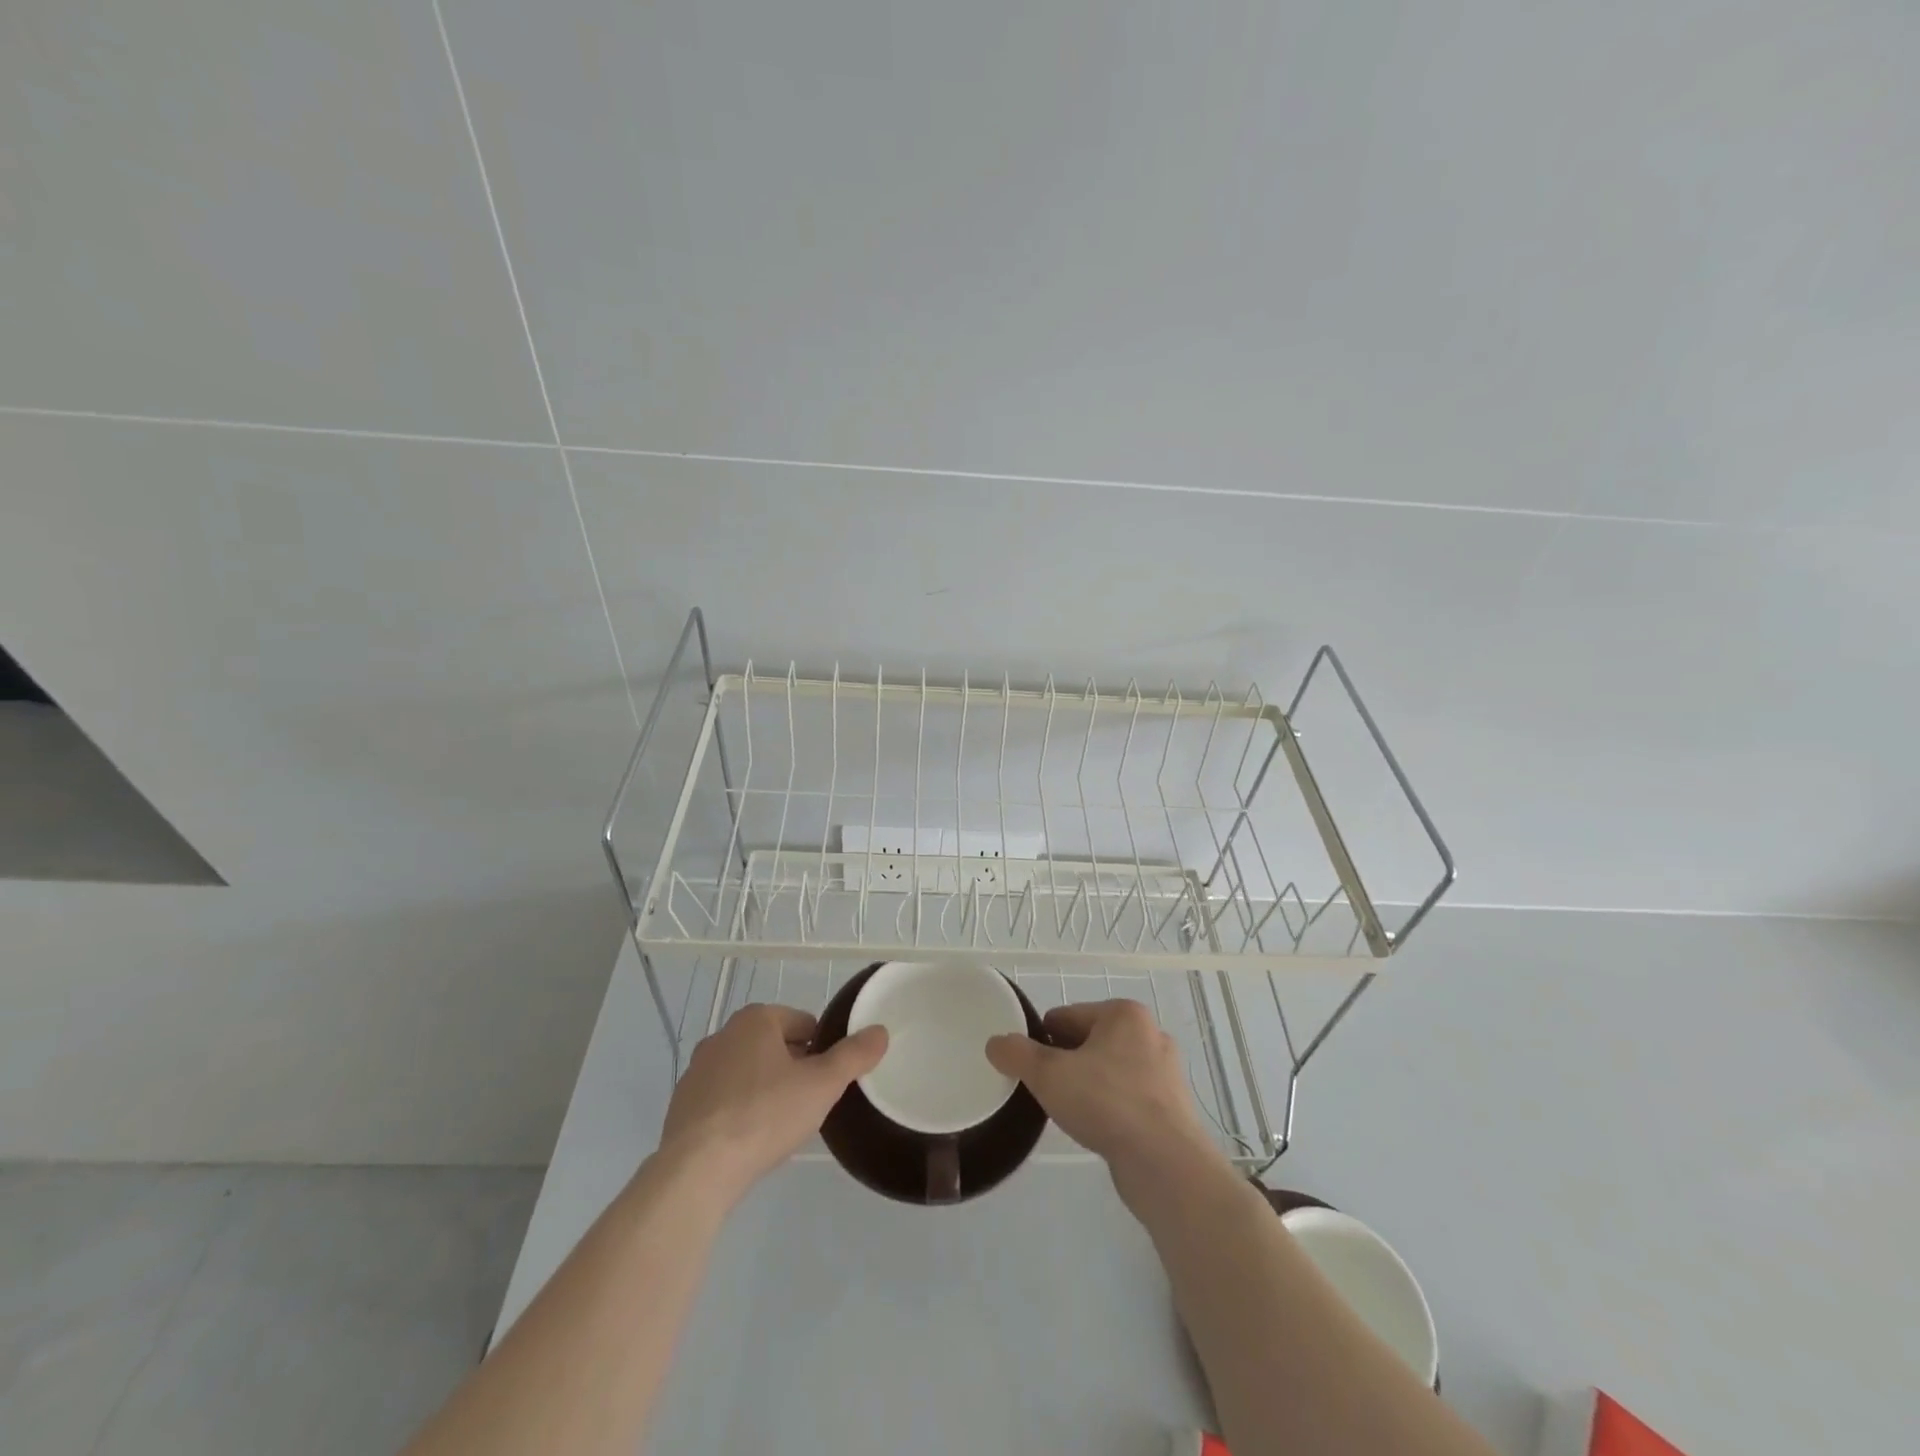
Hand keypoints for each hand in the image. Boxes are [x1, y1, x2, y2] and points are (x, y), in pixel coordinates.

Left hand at [659, 1004, 886, 1196]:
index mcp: (756, 1019)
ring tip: (780, 1124)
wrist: (697, 1170)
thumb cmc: (765, 1116)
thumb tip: (880, 1031)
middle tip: (809, 1103)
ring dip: (765, 1088)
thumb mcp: (821, 1085)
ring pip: (748, 1071)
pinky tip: (748, 1140)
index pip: (804, 1023)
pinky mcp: (682, 1104)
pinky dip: (738, 1110)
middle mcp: (723, 1034)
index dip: (822, 1050)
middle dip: (794, 1068)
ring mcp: (697, 1070)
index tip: (827, 1081)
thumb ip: (854, 1056)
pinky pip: (723, 1098)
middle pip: (775, 1045)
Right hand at [986, 999, 1220, 1191]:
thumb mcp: (1048, 1074)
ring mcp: (1165, 1073)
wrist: (1166, 1165)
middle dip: (1066, 1064)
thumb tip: (996, 1044)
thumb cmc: (1107, 1104)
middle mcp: (1149, 1034)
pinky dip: (1109, 1109)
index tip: (1030, 1069)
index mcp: (1124, 1014)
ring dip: (1087, 1087)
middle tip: (1047, 1092)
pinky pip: (1127, 1098)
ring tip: (1070, 1114)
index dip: (1041, 1041)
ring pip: (1108, 1071)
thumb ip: (1017, 1054)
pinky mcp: (1172, 1108)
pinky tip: (1097, 1130)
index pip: (1066, 1017)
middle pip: (1088, 1042)